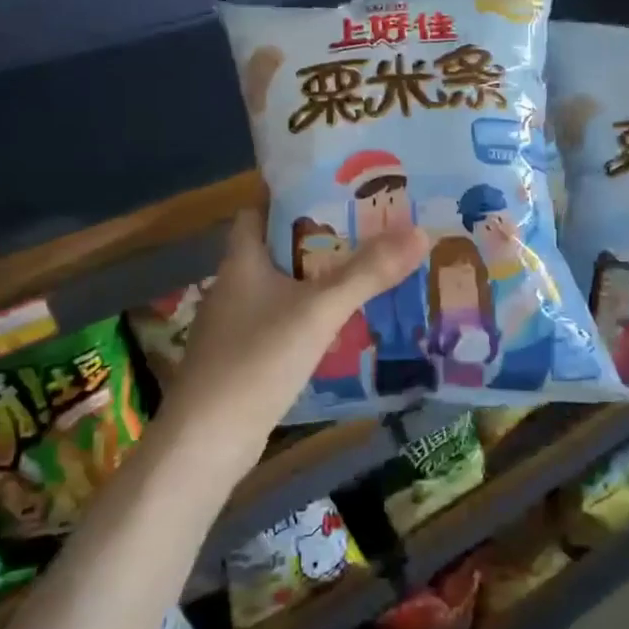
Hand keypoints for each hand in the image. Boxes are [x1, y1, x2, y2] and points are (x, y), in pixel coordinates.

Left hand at [166, 208, 427, 443]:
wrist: (207, 443)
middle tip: (372, 225)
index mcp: (242, 259)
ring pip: (284, 286)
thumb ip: (367, 273)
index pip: (261, 208)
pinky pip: (285, 321)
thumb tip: (421, 231)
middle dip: (321, 237)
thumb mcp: (318, 311)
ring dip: (320, 278)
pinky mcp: (245, 358)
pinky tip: (345, 323)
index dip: (294, 192)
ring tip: (369, 268)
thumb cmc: (256, 361)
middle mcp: (235, 285)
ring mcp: (237, 324)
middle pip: (279, 246)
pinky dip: (312, 315)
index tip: (339, 185)